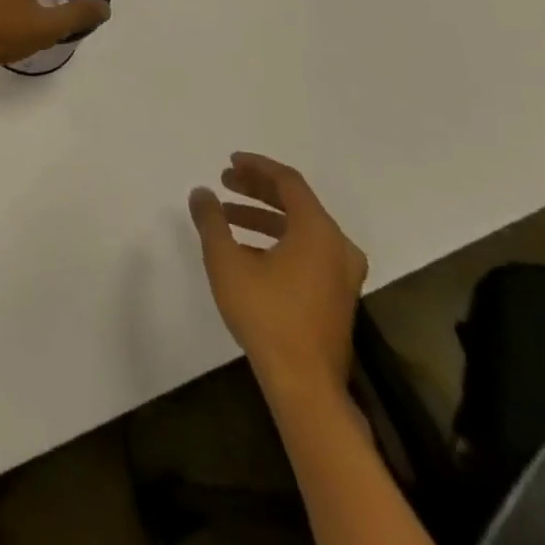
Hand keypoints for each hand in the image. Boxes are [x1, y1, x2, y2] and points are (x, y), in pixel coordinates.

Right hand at [188, 153, 366, 399]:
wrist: (305, 383)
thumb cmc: (266, 314)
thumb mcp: (226, 260)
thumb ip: (211, 220)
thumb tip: (202, 192)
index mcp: (318, 232)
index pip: (288, 182)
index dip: (257, 167)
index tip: (229, 162)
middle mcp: (338, 246)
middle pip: (297, 202)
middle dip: (257, 190)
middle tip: (225, 182)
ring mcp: (342, 274)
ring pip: (301, 228)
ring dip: (263, 216)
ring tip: (227, 217)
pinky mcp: (337, 295)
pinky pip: (307, 249)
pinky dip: (277, 239)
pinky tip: (247, 250)